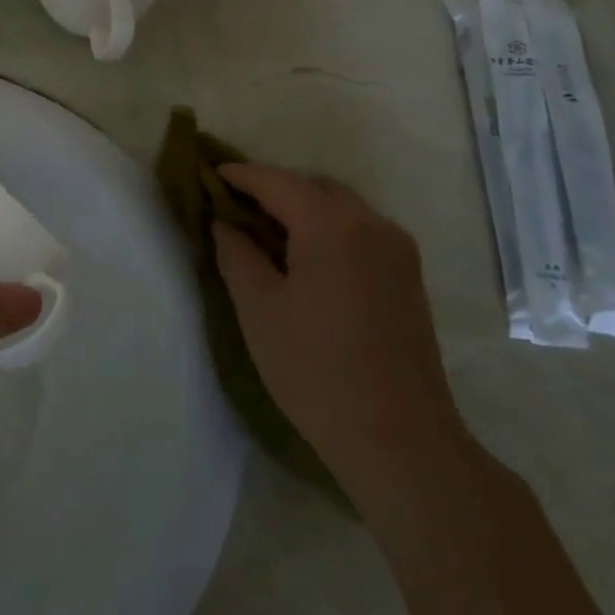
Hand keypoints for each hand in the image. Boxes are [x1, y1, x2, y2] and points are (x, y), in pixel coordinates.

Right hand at [212, 164, 467, 500]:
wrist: (399, 438)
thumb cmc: (315, 369)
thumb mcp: (258, 307)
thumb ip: (236, 253)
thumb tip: (225, 223)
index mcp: (332, 225)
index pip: (276, 181)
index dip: (238, 175)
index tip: (207, 175)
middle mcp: (372, 224)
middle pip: (313, 186)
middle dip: (272, 188)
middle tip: (233, 208)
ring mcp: (397, 250)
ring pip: (341, 206)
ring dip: (302, 208)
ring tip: (265, 233)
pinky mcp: (408, 276)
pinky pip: (360, 230)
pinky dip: (327, 228)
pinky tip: (304, 258)